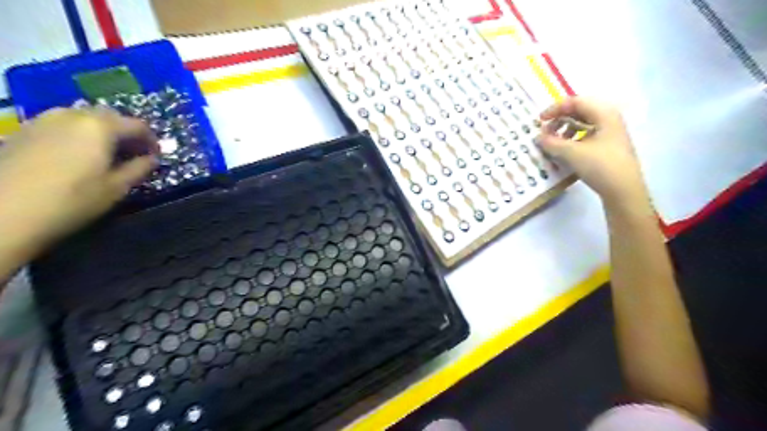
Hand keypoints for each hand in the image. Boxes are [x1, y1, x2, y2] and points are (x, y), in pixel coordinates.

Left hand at [0, 108, 157, 254]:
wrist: (3, 212)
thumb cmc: (72, 200)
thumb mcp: (117, 188)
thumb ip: (139, 169)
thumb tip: (152, 159)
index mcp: (100, 127)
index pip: (138, 126)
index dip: (152, 141)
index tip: (156, 157)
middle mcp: (72, 115)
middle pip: (110, 117)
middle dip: (127, 133)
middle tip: (134, 155)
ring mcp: (44, 120)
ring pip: (84, 118)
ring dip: (102, 132)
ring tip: (106, 155)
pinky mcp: (24, 130)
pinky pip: (62, 125)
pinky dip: (79, 135)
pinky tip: (77, 156)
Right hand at [535, 96, 649, 204]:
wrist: (623, 190)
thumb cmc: (600, 166)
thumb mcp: (572, 153)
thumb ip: (552, 143)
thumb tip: (538, 137)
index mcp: (604, 114)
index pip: (576, 102)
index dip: (555, 109)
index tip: (540, 120)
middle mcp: (609, 119)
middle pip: (580, 111)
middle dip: (559, 119)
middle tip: (545, 131)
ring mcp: (610, 133)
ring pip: (583, 124)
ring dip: (565, 129)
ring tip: (554, 142)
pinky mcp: (608, 146)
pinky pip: (587, 135)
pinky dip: (573, 139)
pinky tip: (565, 150)